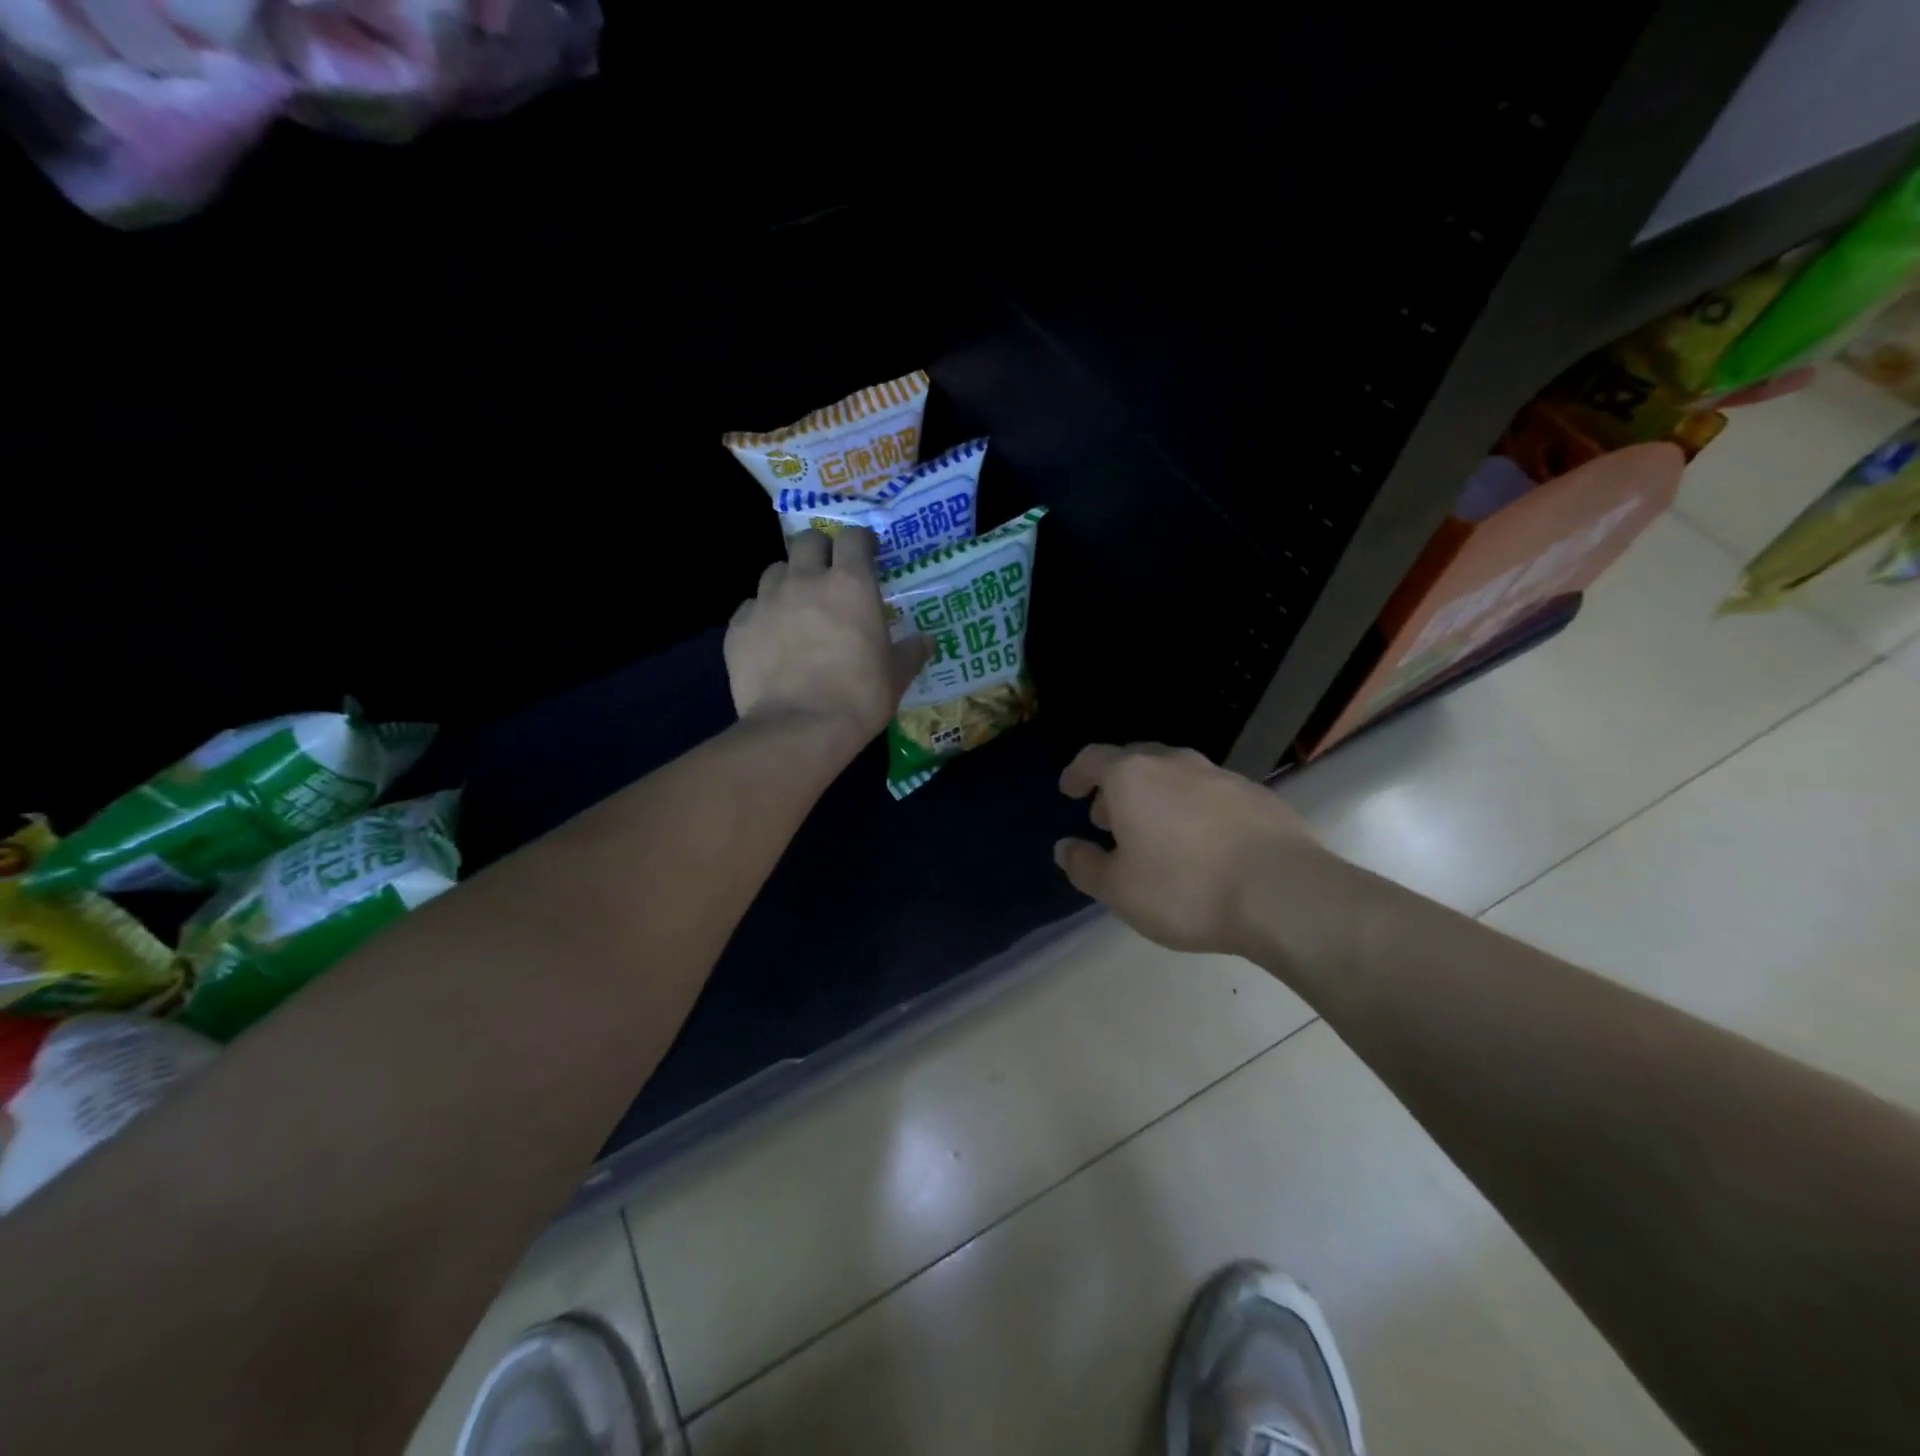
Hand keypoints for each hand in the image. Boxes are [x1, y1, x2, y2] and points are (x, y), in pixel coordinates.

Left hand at [725, 528, 930, 754]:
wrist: (798, 729)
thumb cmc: (858, 697)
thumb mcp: (896, 677)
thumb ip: (910, 652)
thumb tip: (927, 642)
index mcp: (851, 585)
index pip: (853, 538)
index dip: (861, 542)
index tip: (868, 554)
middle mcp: (805, 580)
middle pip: (806, 541)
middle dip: (819, 550)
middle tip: (828, 575)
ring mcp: (766, 601)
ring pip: (774, 571)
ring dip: (788, 581)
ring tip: (796, 607)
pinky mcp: (738, 627)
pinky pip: (750, 608)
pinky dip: (762, 615)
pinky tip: (770, 639)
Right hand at [1054, 743, 1333, 956]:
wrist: (1282, 893)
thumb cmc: (1184, 888)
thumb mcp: (1118, 889)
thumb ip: (1084, 865)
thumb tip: (1064, 848)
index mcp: (1132, 776)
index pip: (1093, 758)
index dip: (1076, 773)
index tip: (1069, 791)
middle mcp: (1174, 763)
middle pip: (1135, 761)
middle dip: (1115, 786)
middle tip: (1108, 818)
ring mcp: (1220, 775)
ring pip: (1175, 775)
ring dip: (1155, 796)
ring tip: (1153, 833)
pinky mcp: (1257, 794)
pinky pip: (1209, 793)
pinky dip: (1193, 809)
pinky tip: (1201, 843)